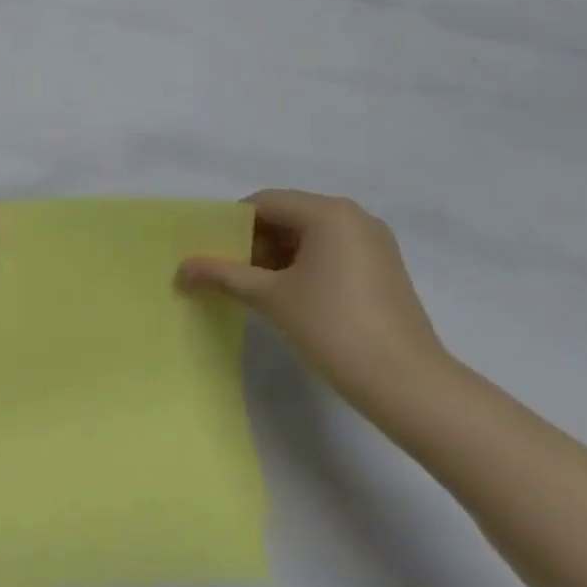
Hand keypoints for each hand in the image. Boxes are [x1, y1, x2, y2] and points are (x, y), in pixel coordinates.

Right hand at [176, 191, 453, 411]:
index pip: (265, 203)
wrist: (406, 383)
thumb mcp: (270, 298)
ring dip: (276, 256)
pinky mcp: (382, 267)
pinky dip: (303, 265)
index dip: (231, 225)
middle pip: (288, 215)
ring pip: (309, 235)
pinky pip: (331, 251)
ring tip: (252, 288)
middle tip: (226, 272)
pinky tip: (287, 295)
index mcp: (328, 213)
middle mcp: (354, 216)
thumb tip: (180, 269)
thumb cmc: (333, 328)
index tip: (209, 252)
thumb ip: (223, 275)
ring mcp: (373, 242)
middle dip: (253, 241)